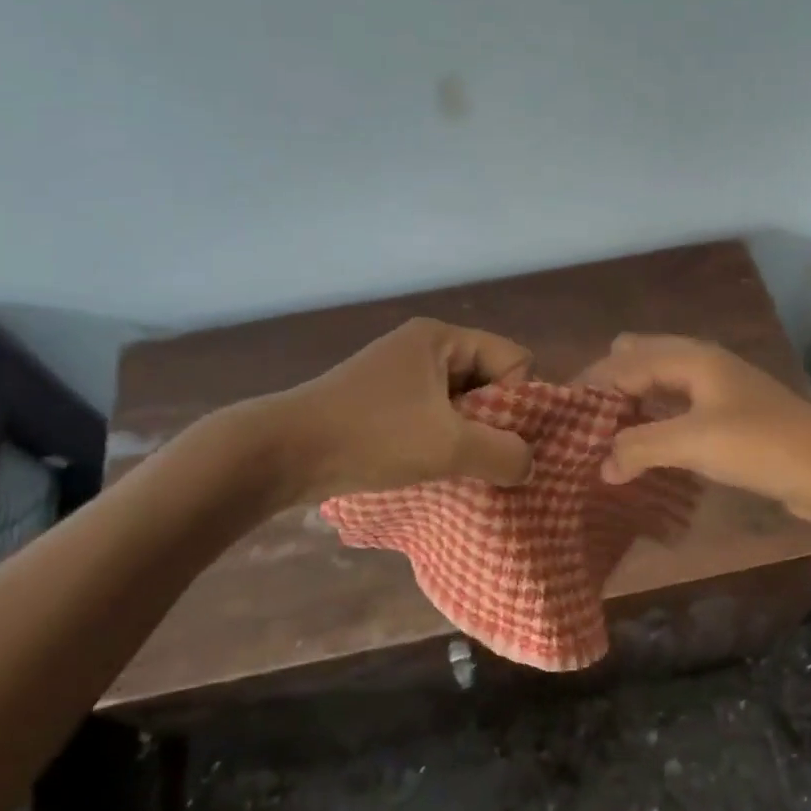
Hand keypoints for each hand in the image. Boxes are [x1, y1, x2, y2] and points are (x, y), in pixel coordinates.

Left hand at [280, 318, 536, 499]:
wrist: (282, 453)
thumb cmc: (371, 437)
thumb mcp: (448, 446)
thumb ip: (503, 453)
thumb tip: (529, 463)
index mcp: (441, 339)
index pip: (513, 359)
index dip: (519, 399)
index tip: (503, 438)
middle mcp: (423, 349)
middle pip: (488, 380)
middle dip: (495, 422)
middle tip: (484, 459)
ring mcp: (399, 376)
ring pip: (461, 404)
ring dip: (468, 438)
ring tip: (460, 469)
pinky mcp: (382, 404)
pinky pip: (433, 418)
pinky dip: (441, 443)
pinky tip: (435, 470)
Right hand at [579, 334, 810, 528]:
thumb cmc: (761, 446)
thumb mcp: (692, 442)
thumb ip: (639, 447)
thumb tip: (599, 465)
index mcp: (691, 358)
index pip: (624, 361)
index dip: (591, 384)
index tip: (558, 411)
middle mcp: (701, 365)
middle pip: (640, 360)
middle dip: (609, 385)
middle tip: (581, 421)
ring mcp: (717, 392)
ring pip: (659, 386)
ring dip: (631, 405)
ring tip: (600, 436)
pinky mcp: (729, 420)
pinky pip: (677, 412)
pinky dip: (654, 423)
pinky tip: (642, 450)